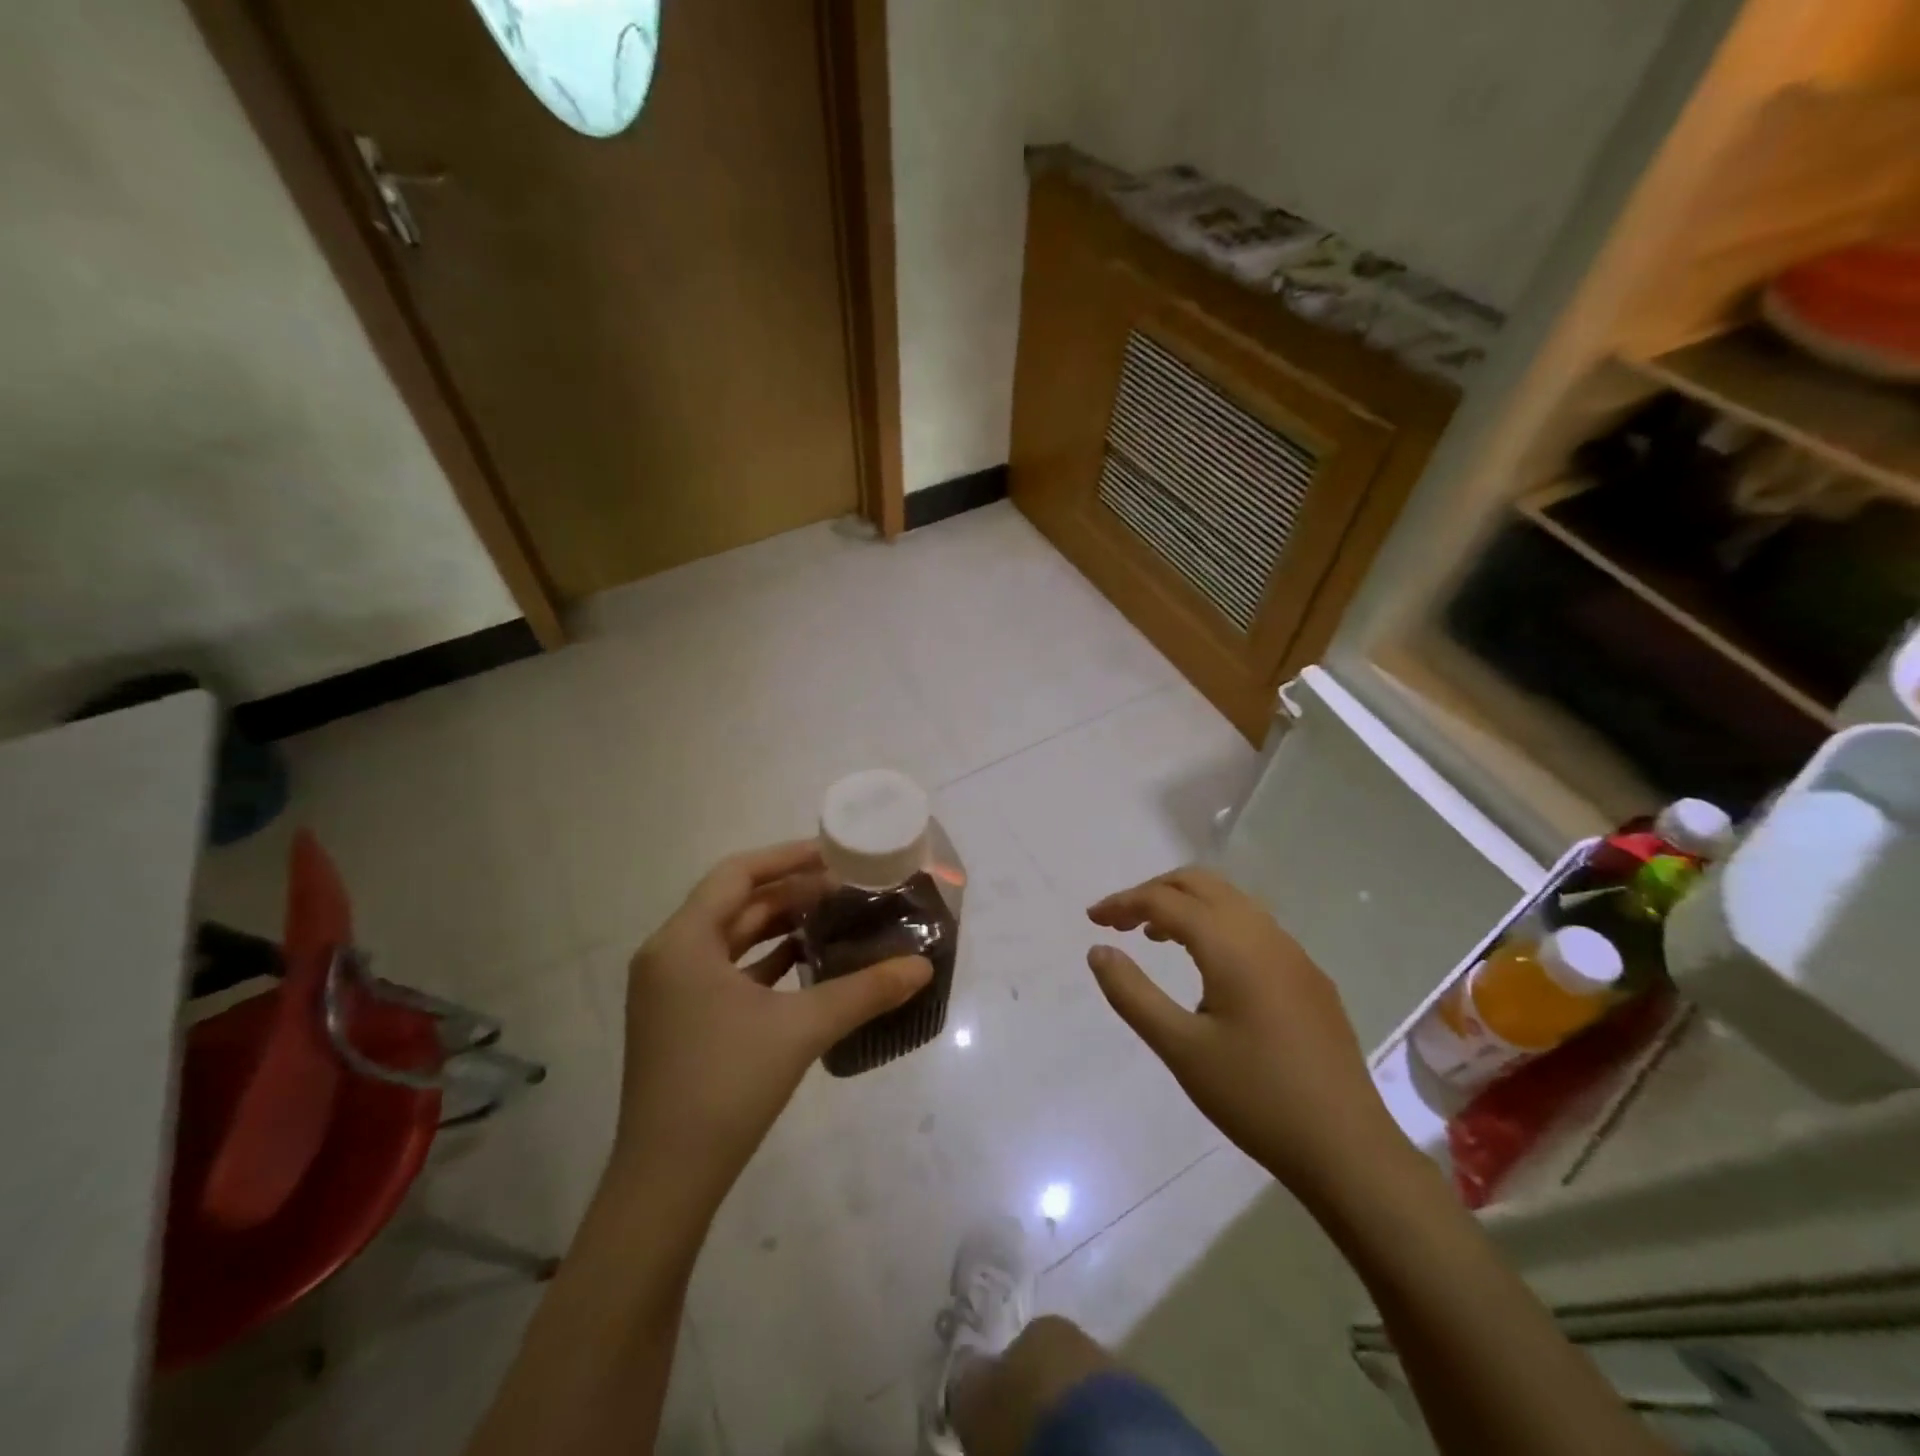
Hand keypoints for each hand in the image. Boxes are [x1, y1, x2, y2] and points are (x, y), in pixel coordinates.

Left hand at [610, 841, 931, 1218]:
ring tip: (834, 918)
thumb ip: (865, 991)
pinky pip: (725, 970)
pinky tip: (806, 964)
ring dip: (779, 926)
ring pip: (731, 938)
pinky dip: (764, 961)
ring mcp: (670, 991)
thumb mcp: (801, 1029)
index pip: (737, 874)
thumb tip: (923, 966)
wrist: (666, 1181)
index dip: (787, 857)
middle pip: (735, 904)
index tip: (834, 853)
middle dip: (791, 892)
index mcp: (682, 941)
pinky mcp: (679, 1020)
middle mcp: (668, 955)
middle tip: (846, 887)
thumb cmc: (727, 1086)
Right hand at [1087, 867, 1409, 1199]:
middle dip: (1154, 891)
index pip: (1166, 900)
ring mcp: (1293, 954)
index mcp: (1232, 946)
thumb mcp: (1180, 1048)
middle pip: (1201, 883)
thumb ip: (1132, 994)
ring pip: (1230, 901)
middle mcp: (1265, 935)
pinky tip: (1206, 966)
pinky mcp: (1308, 977)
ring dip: (1187, 905)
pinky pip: (1253, 926)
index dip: (1123, 902)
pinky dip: (1216, 924)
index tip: (1092, 920)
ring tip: (1153, 936)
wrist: (1347, 1149)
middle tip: (1120, 920)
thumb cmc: (1255, 1097)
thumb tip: (1098, 951)